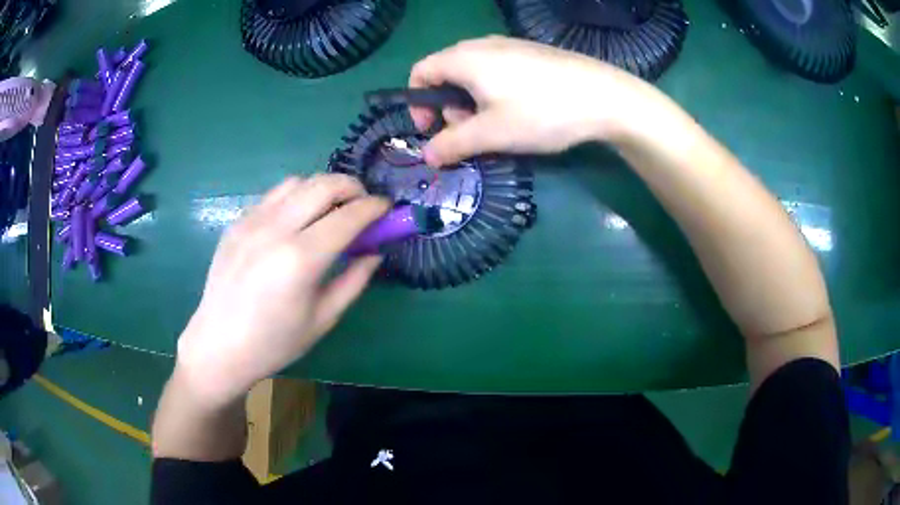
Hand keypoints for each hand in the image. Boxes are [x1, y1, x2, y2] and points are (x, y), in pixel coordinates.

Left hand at [175, 175, 389, 406]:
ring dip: (321, 188)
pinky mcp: (237, 223)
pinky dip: (295, 198)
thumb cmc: (274, 343)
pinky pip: (273, 196)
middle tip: (362, 204)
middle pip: (322, 184)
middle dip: (351, 187)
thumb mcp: (323, 319)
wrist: (219, 345)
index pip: (347, 216)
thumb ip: (354, 281)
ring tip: (329, 210)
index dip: (373, 208)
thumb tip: (374, 252)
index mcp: (300, 260)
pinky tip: (296, 221)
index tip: (386, 209)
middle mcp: (275, 230)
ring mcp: (251, 222)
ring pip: (296, 182)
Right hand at [409, 35, 649, 166]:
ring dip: (473, 102)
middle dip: (449, 106)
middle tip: (471, 132)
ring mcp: (510, 45)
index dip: (417, 102)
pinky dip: (495, 92)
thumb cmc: (541, 112)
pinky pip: (498, 70)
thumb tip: (427, 156)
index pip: (420, 71)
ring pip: (474, 73)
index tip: (432, 129)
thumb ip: (453, 144)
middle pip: (446, 73)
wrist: (605, 96)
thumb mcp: (492, 134)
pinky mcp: (532, 53)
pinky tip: (521, 111)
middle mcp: (482, 45)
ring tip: (498, 125)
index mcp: (464, 58)